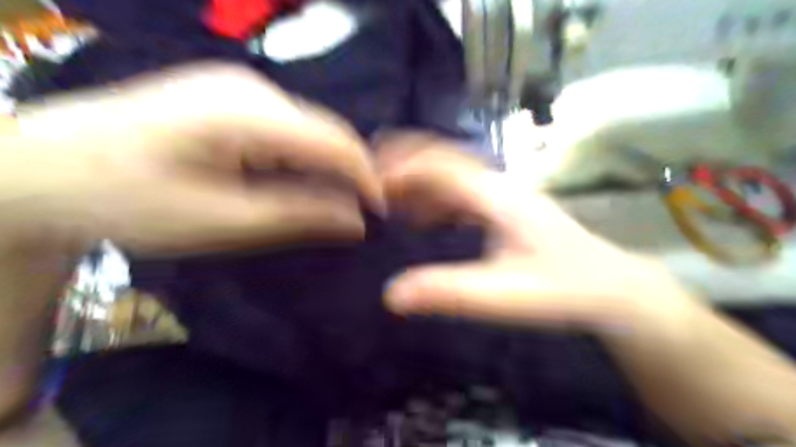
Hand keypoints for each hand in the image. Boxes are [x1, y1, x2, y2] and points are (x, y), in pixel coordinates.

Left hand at [1, 65, 385, 256]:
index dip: (367, 177)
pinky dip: (299, 160)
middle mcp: (250, 87)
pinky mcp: (228, 97)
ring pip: (307, 131)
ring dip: (321, 169)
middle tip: (352, 216)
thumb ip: (297, 216)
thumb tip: (357, 221)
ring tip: (322, 205)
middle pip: (324, 131)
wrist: (40, 171)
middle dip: (347, 174)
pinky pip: (285, 129)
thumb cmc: (127, 202)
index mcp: (246, 112)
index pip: (334, 140)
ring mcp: (237, 87)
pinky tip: (287, 183)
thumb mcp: (222, 222)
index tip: (382, 213)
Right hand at [378, 136, 698, 334]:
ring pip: (451, 173)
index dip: (402, 171)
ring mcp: (503, 193)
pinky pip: (461, 192)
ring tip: (385, 195)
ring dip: (418, 179)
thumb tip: (391, 295)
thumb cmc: (563, 289)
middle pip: (444, 158)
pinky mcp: (505, 206)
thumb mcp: (505, 295)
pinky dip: (435, 198)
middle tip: (368, 173)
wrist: (612, 287)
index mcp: (497, 196)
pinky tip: (422, 217)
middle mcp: (498, 185)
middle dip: (404, 161)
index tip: (370, 185)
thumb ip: (450, 293)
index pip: (440, 167)